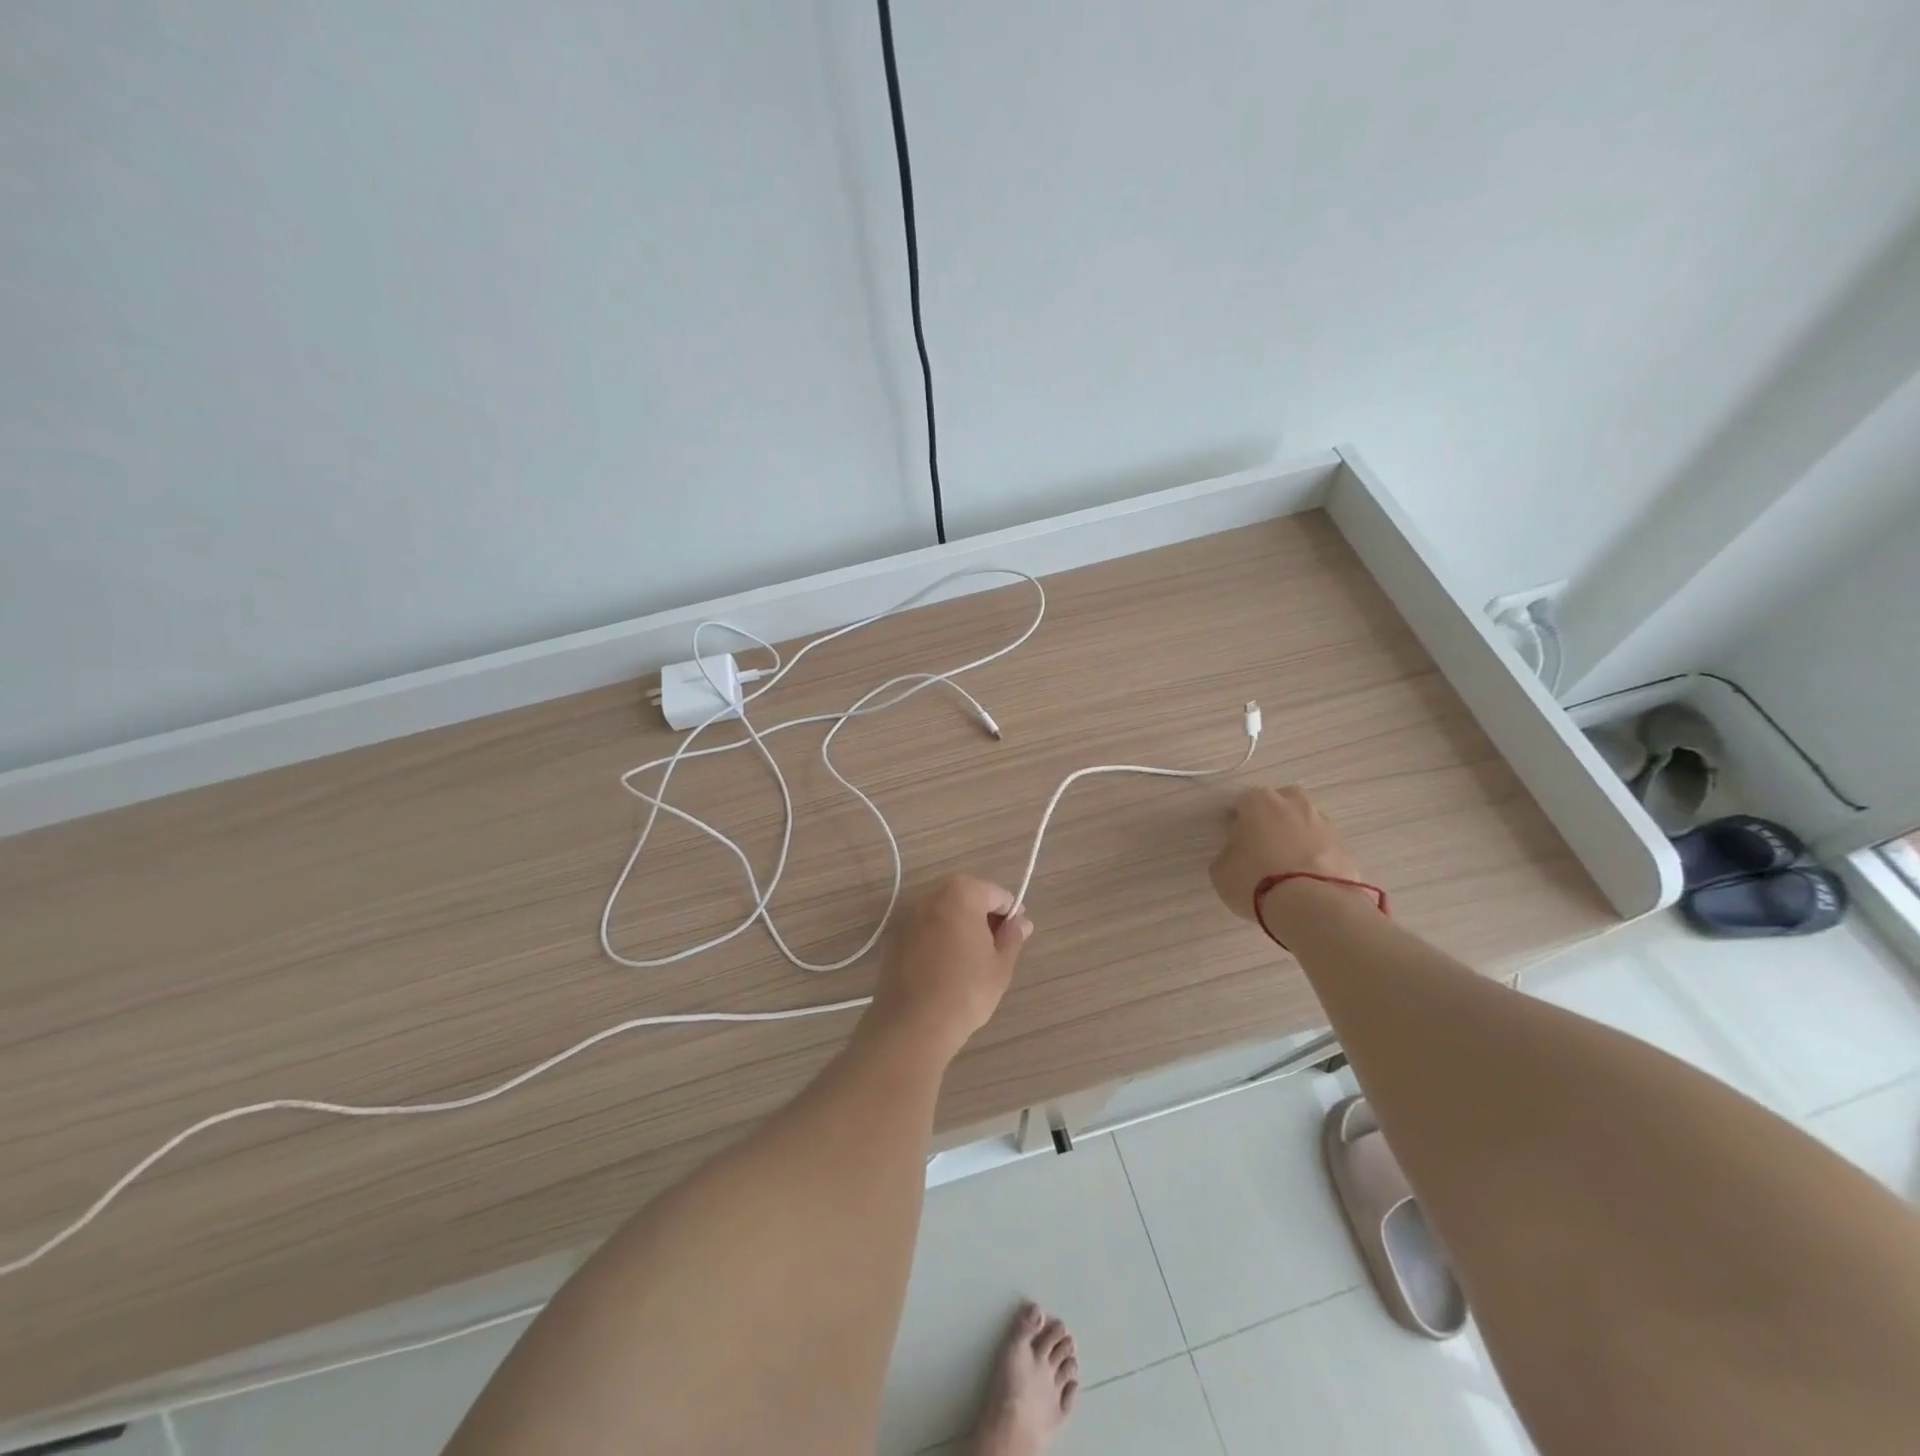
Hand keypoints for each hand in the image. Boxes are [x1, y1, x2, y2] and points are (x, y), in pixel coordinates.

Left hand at [870, 875, 1031, 1057]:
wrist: (912, 1025)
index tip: (1015, 936)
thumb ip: (1012, 937)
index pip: (995, 894)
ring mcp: (906, 915)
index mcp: (961, 893)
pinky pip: (923, 929)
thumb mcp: (1000, 966)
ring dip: (958, 927)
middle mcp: (930, 895)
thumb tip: (1021, 923)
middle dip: (982, 917)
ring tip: (969, 960)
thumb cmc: (965, 992)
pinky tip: (943, 967)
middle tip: (995, 949)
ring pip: (942, 913)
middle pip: (965, 897)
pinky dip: (936, 938)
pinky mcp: (892, 937)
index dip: (1010, 913)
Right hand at [1210, 785, 1365, 921]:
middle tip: (1264, 845)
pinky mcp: (1345, 848)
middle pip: (1282, 802)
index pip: (1243, 802)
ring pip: (1306, 822)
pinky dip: (1316, 857)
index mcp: (1259, 802)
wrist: (1310, 904)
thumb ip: (1228, 854)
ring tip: (1288, 866)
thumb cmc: (1255, 880)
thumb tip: (1236, 854)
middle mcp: (1294, 804)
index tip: (1235, 840)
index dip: (1238, 821)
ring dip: (1298, 836)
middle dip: (1274, 818)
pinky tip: (1307, 880)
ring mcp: (1323, 824)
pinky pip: (1323, 847)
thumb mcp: (1221, 871)